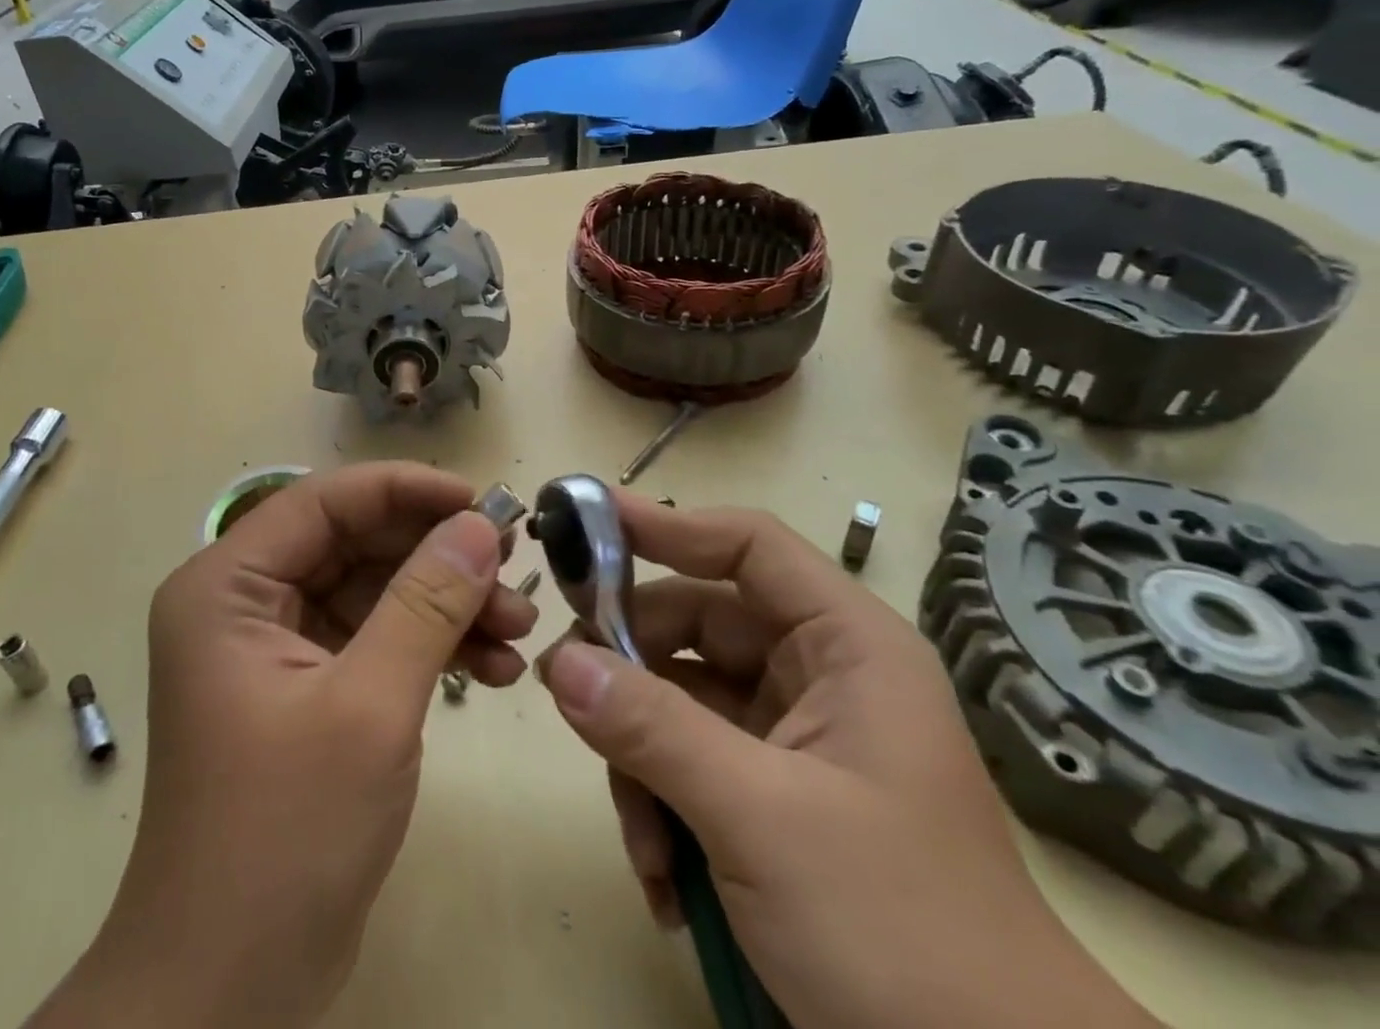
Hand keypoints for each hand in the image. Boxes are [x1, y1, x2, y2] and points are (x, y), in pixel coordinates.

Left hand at [31, 464, 536, 1028]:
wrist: (229, 994)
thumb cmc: (284, 836)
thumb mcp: (369, 706)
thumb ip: (426, 603)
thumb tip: (480, 524)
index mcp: (227, 586)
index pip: (325, 502)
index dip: (406, 490)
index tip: (483, 501)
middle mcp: (244, 602)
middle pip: (354, 544)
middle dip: (438, 557)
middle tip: (514, 571)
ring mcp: (275, 647)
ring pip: (373, 591)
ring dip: (446, 606)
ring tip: (520, 631)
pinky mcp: (306, 688)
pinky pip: (374, 639)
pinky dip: (430, 648)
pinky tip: (494, 670)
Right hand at [537, 496, 1160, 1028]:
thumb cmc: (899, 934)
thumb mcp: (760, 819)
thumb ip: (652, 728)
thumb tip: (559, 660)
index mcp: (846, 646)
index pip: (747, 546)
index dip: (667, 526)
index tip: (586, 526)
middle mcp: (818, 677)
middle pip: (696, 625)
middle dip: (632, 668)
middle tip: (567, 692)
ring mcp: (794, 741)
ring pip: (680, 700)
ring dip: (642, 761)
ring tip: (643, 843)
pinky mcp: (773, 800)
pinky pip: (690, 764)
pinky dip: (663, 809)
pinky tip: (665, 882)